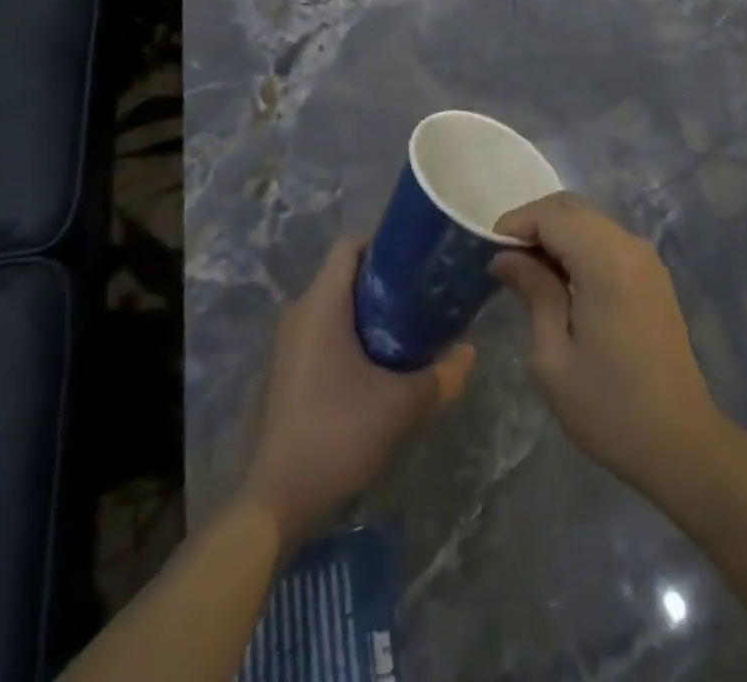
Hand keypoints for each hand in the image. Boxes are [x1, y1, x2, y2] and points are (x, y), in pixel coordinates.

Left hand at [240, 238, 475, 549]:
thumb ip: (442, 375)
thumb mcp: (401, 406)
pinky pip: (326, 331)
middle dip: (387, 278)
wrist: (276, 504)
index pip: (350, 246)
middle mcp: (300, 313)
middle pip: (346, 274)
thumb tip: (471, 351)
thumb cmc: (337, 436)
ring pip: (337, 305)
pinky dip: (355, 333)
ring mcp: (290, 344)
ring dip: (373, 310)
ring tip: (414, 324)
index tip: (420, 256)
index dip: (385, 241)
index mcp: (321, 305)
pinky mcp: (289, 370)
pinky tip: (384, 360)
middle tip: (426, 291)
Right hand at [491, 194, 732, 509]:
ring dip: (556, 234)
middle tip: (504, 261)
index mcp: (606, 261)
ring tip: (527, 272)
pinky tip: (561, 281)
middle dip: (533, 224)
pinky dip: (578, 245)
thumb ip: (533, 292)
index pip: (552, 215)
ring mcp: (646, 258)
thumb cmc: (609, 407)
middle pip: (572, 208)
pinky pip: (607, 240)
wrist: (680, 443)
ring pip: (590, 220)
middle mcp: (630, 246)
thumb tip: (506, 257)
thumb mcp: (553, 356)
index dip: (515, 224)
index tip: (487, 253)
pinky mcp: (652, 275)